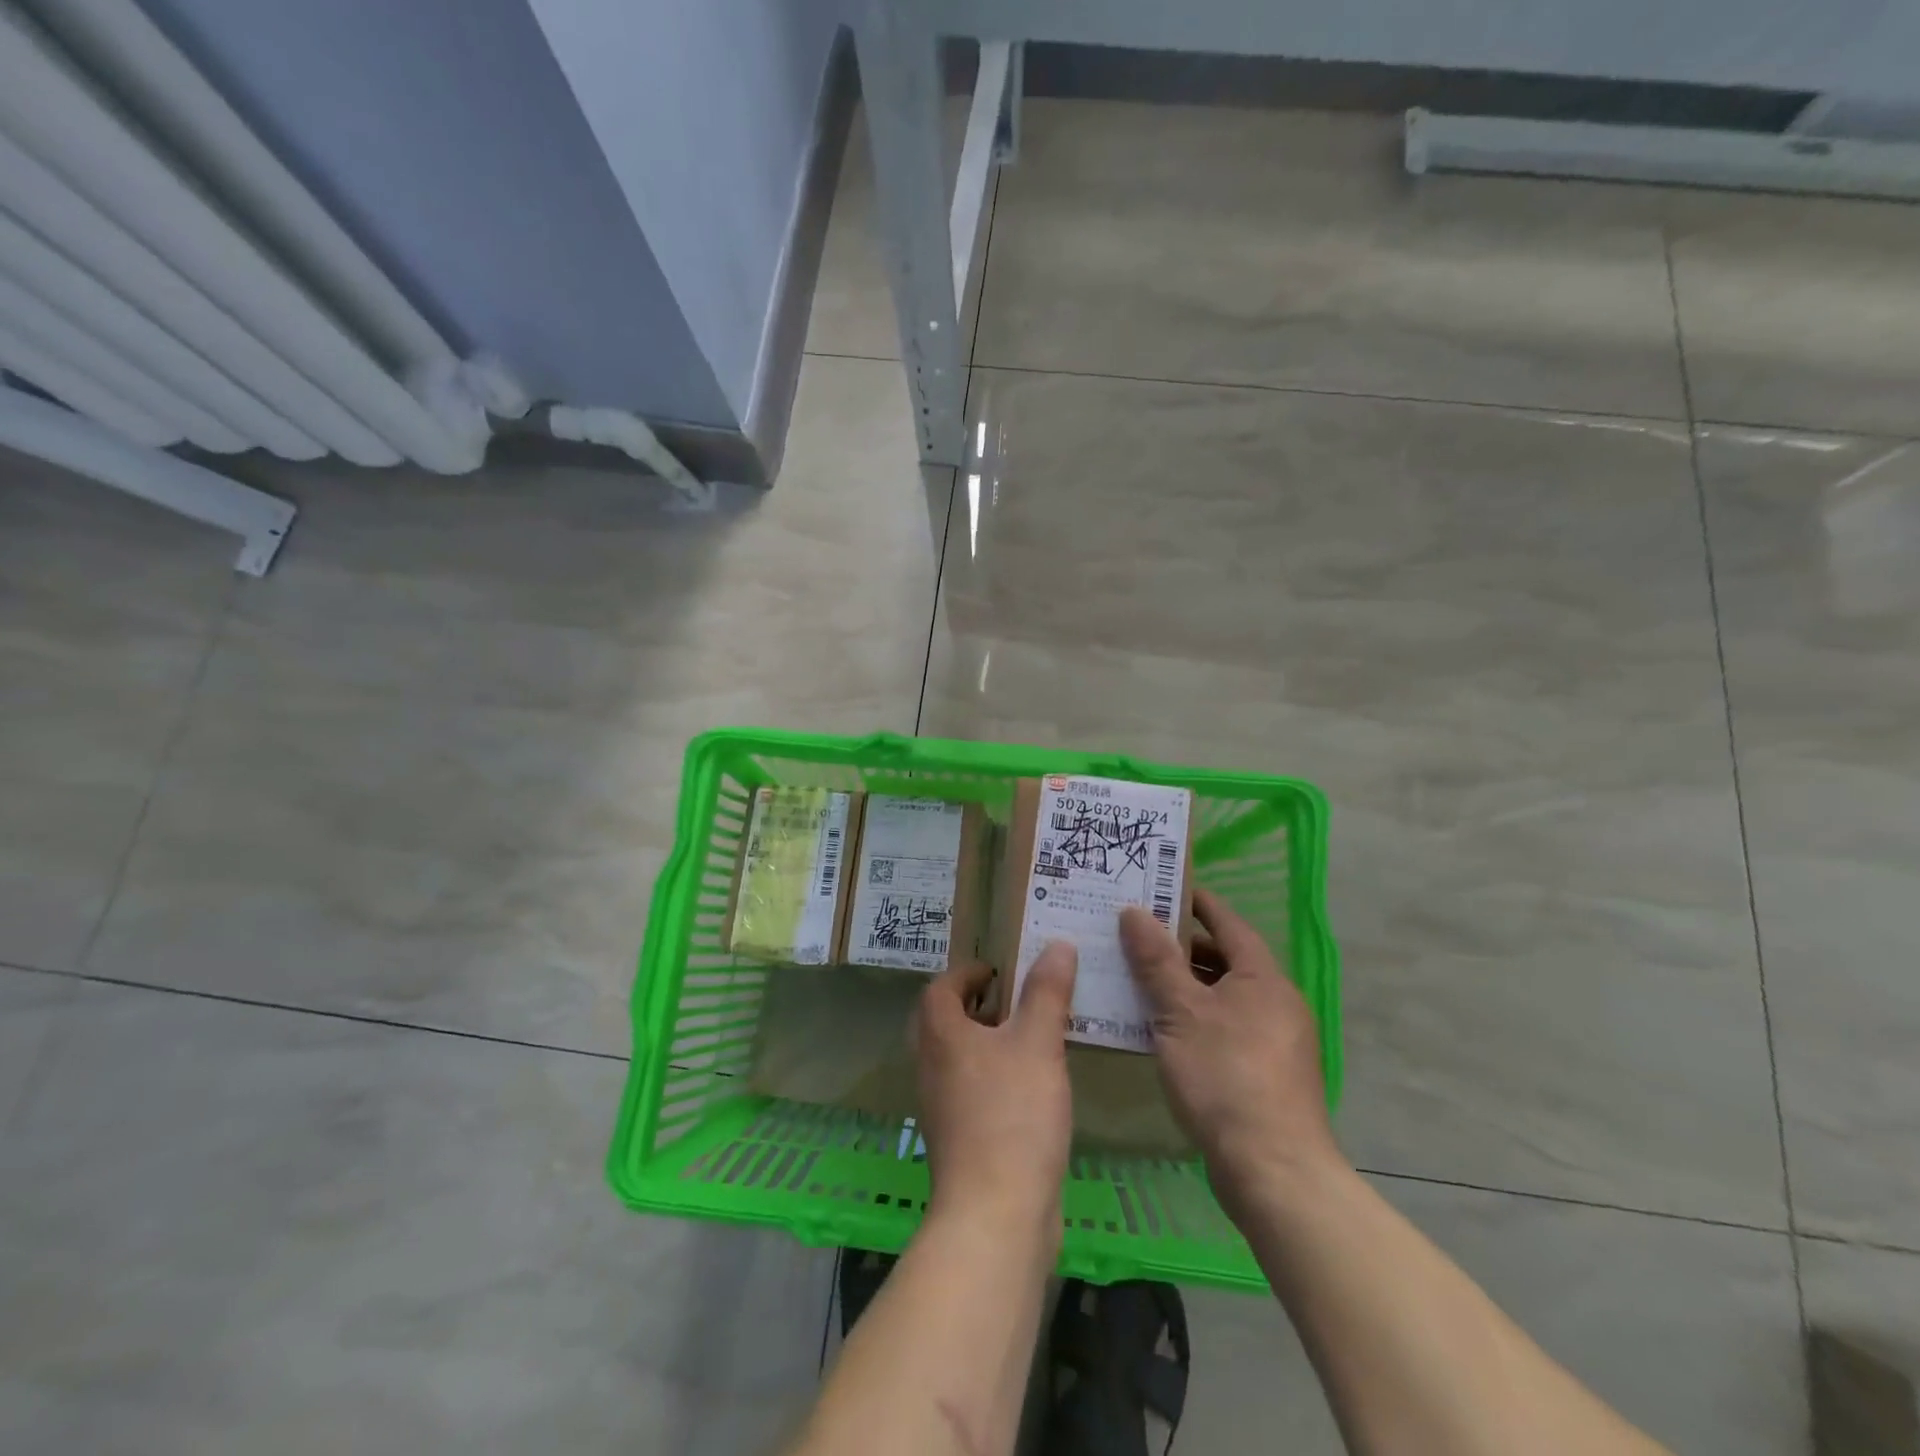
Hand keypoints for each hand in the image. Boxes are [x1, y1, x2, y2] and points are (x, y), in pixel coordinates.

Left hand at [915, 946, 1077, 1228]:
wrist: (996, 1214)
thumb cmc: (1013, 1115)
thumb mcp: (1038, 1043)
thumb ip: (1047, 992)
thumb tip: (1056, 944)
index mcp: (941, 1035)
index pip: (940, 987)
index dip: (966, 972)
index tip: (998, 970)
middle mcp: (931, 1066)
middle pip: (943, 1021)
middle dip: (976, 1005)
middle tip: (1014, 999)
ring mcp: (941, 1107)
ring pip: (957, 1058)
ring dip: (986, 1042)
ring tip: (1029, 1038)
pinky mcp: (958, 1140)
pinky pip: (970, 1090)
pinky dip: (992, 1076)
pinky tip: (1031, 1088)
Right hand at [1119, 889, 1339, 1205]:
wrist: (1274, 1170)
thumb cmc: (1225, 1076)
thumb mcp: (1180, 1012)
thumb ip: (1156, 960)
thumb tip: (1134, 911)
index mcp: (1261, 978)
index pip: (1228, 923)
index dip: (1197, 903)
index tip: (1163, 888)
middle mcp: (1276, 1002)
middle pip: (1226, 960)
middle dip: (1182, 947)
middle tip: (1137, 938)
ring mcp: (1276, 1041)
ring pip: (1225, 997)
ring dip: (1187, 986)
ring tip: (1140, 982)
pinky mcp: (1268, 1075)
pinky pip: (1227, 1028)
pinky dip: (1197, 1019)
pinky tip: (1164, 1032)